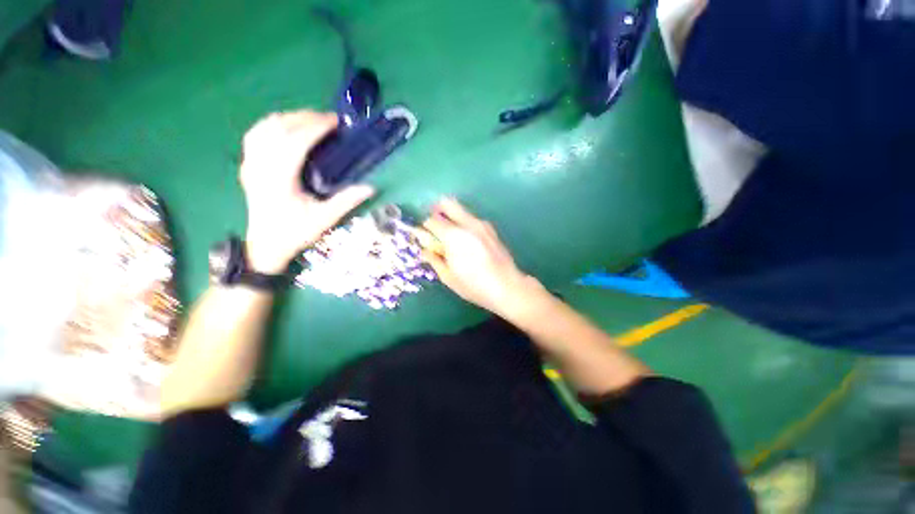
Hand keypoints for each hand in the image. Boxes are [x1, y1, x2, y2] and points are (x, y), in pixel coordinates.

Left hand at [239, 111, 374, 272]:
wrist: (265, 245)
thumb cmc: (295, 233)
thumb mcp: (325, 219)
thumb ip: (347, 201)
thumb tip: (371, 187)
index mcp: (279, 180)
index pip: (294, 142)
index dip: (315, 128)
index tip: (335, 122)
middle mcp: (260, 166)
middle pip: (278, 128)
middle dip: (304, 118)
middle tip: (328, 119)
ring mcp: (250, 164)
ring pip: (264, 127)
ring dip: (289, 118)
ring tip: (310, 120)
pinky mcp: (247, 165)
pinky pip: (256, 134)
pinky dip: (273, 124)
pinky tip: (287, 127)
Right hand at [422, 199, 539, 316]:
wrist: (508, 286)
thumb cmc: (474, 286)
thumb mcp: (449, 277)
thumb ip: (434, 260)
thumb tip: (425, 250)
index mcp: (454, 236)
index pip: (432, 220)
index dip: (424, 227)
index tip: (423, 236)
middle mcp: (468, 224)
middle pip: (447, 203)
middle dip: (436, 210)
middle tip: (433, 225)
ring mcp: (481, 224)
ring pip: (461, 209)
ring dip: (451, 216)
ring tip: (449, 235)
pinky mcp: (490, 229)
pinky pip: (471, 218)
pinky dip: (463, 223)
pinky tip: (465, 240)